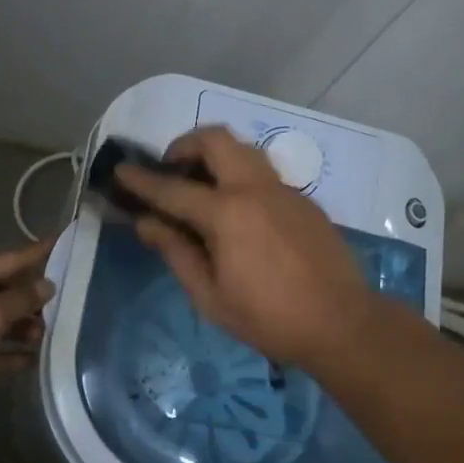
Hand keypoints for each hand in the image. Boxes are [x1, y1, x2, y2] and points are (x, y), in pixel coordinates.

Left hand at [0, 238, 55, 406]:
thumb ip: (22, 299)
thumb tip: (47, 285)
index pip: (7, 258)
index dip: (37, 253)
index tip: (62, 241)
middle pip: (1, 290)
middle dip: (30, 300)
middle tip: (63, 304)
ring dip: (20, 328)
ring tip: (47, 337)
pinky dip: (4, 351)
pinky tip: (30, 361)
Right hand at [116, 127, 371, 369]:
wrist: (342, 323)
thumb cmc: (269, 318)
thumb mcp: (210, 296)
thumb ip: (176, 252)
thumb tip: (146, 223)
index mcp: (227, 214)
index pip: (173, 189)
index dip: (142, 180)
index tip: (121, 170)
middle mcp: (255, 189)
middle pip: (216, 139)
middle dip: (185, 144)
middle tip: (172, 170)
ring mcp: (284, 190)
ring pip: (244, 148)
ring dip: (216, 154)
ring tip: (202, 185)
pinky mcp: (304, 199)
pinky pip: (264, 172)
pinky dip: (240, 175)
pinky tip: (239, 211)